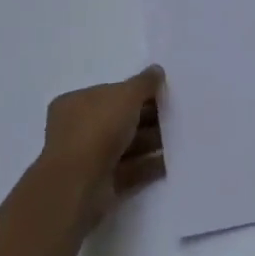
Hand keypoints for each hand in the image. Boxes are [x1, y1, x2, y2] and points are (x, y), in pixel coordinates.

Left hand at [41, 64, 167, 224]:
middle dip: (147, 117)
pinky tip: (171, 162)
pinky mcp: (101, 182)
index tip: (162, 94)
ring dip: (151, 141)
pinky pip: (130, 169)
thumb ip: (144, 83)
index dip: (136, 92)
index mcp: (75, 103)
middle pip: (119, 119)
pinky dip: (148, 165)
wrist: (79, 185)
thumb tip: (157, 70)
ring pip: (125, 145)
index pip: (110, 93)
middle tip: (176, 115)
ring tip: (179, 138)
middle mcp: (77, 129)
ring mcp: (88, 158)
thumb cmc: (98, 129)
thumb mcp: (126, 96)